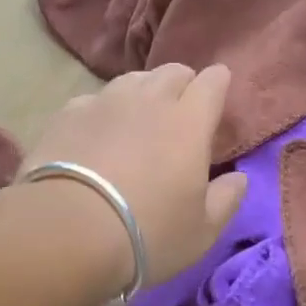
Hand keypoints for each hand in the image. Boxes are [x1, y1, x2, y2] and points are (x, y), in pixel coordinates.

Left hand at [21, 64, 248, 287]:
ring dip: (143, 93)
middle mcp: (149, 99)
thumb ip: (226, 199)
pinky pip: (95, 99)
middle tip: (180, 113)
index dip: (217, 85)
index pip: (212, 81)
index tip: (217, 99)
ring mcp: (105, 101)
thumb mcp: (202, 232)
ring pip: (133, 80)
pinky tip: (97, 135)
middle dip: (182, 85)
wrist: (66, 231)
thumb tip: (239, 178)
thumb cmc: (147, 234)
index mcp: (189, 122)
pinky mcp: (68, 113)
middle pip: (173, 71)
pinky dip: (104, 111)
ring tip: (139, 120)